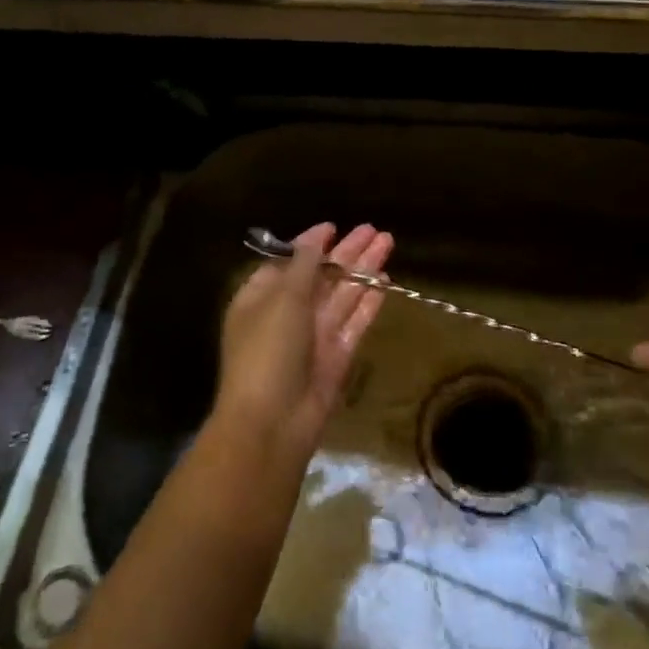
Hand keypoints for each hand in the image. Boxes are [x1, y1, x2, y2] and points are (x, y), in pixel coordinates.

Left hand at [212, 223, 392, 463]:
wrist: (273, 421)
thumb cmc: (268, 349)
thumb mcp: (282, 298)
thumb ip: (303, 266)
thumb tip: (314, 239)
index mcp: (261, 297)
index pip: (288, 263)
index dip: (310, 244)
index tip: (332, 227)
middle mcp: (287, 313)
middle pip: (321, 275)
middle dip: (346, 252)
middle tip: (373, 229)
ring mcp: (313, 336)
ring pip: (342, 294)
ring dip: (363, 269)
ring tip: (387, 242)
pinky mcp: (336, 356)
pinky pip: (354, 321)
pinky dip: (368, 301)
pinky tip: (385, 280)